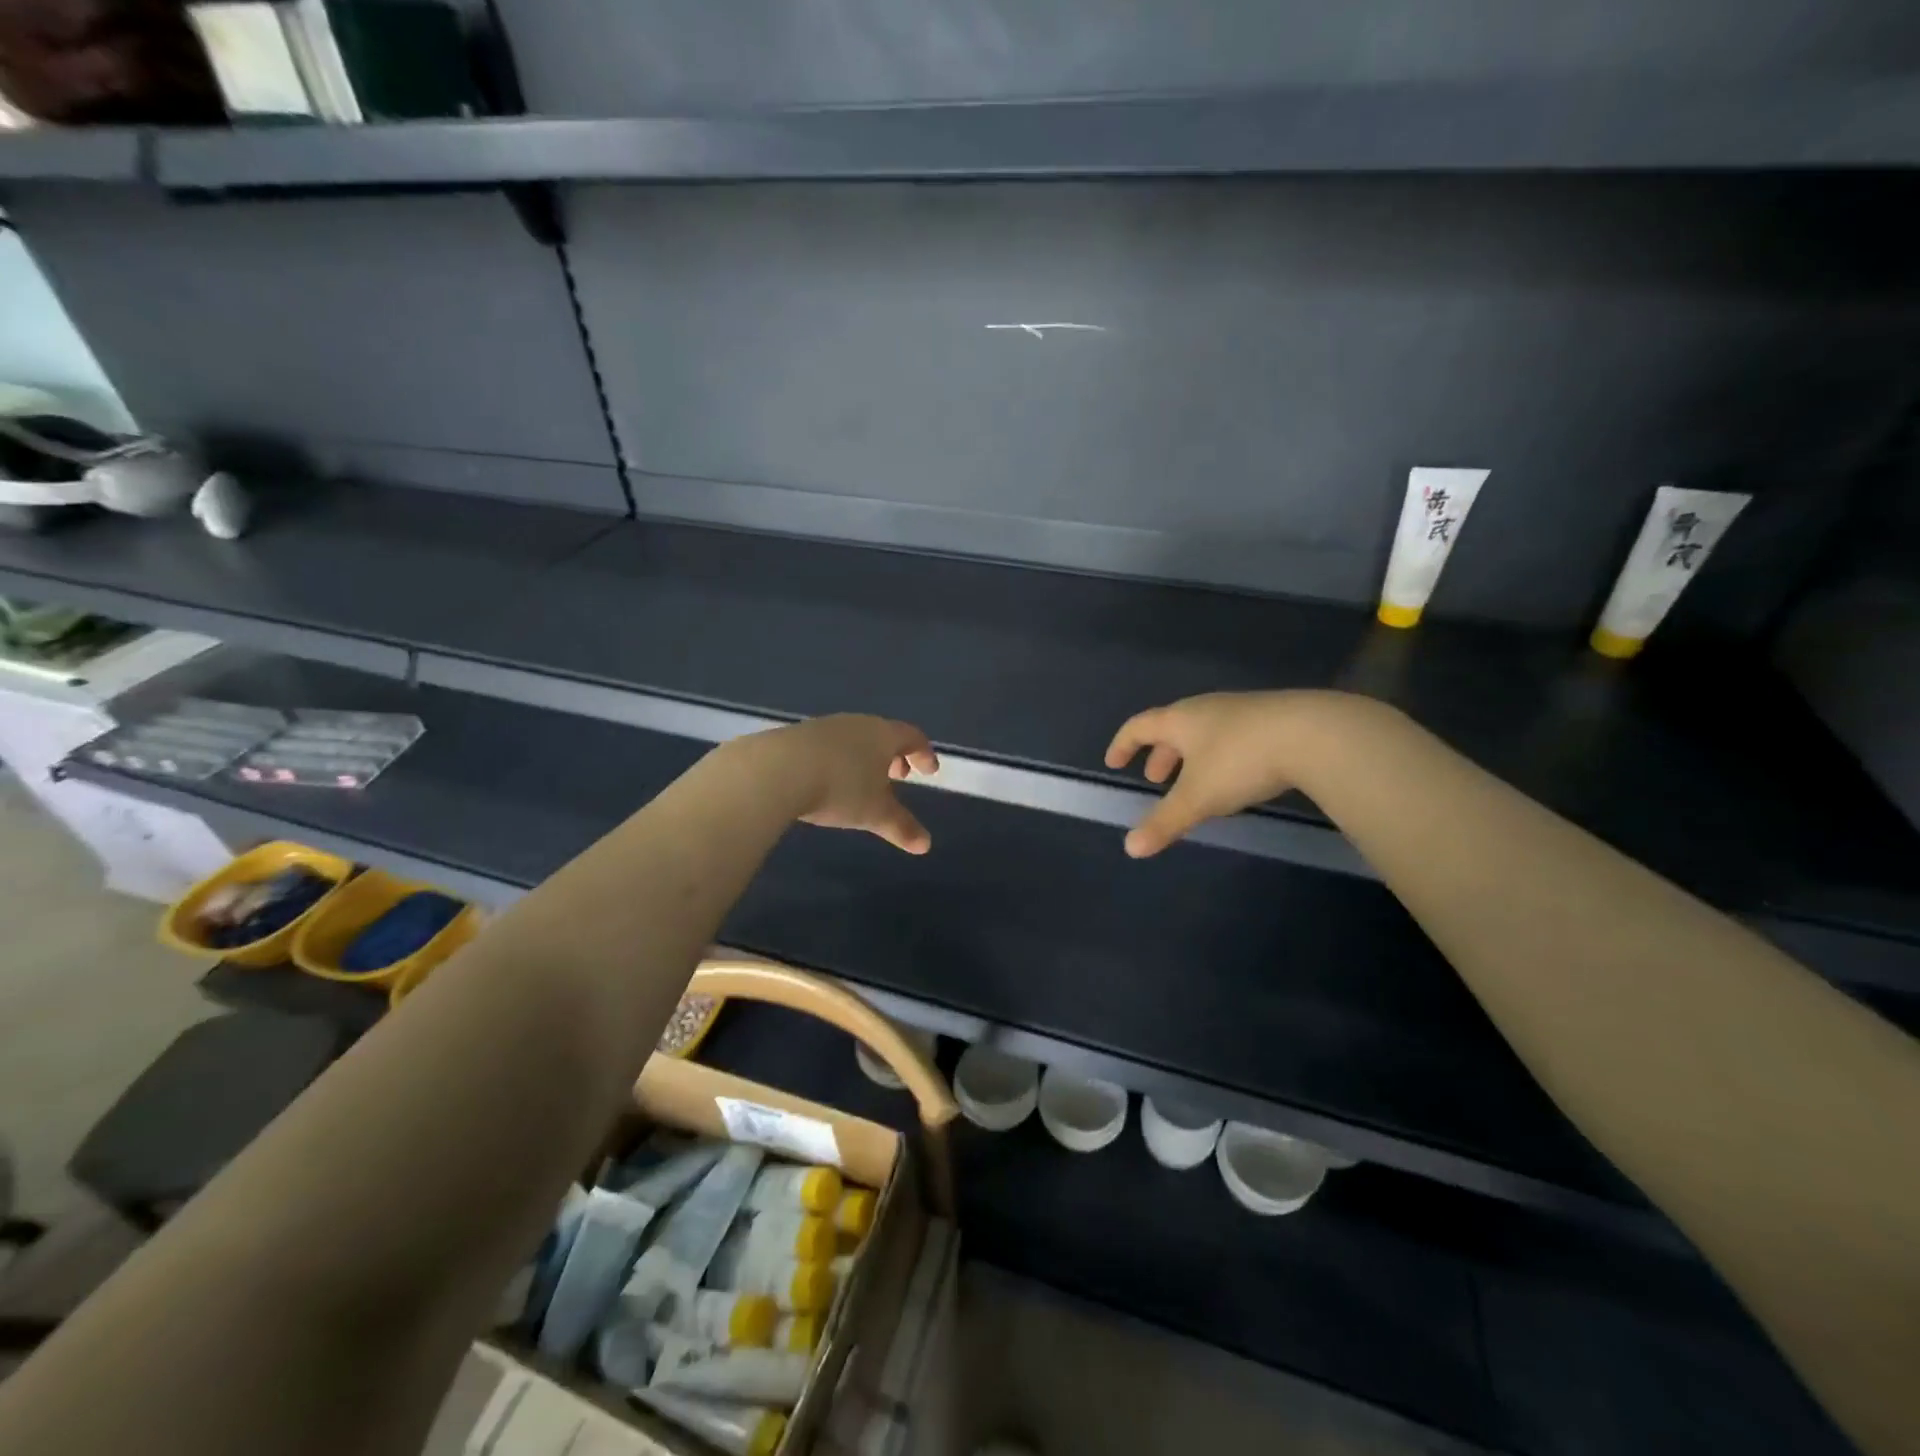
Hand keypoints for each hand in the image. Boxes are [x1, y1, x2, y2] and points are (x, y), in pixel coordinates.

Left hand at [748, 715, 939, 854]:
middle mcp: (856, 724)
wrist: (776, 770)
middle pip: (882, 734)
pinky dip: (837, 760)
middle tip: (898, 777)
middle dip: (893, 756)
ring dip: (864, 758)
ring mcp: (823, 727)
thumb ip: (902, 827)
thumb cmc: (840, 788)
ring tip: (862, 782)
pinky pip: (827, 746)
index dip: (924, 754)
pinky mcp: (795, 736)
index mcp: (883, 735)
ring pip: (853, 739)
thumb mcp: (875, 814)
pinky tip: (826, 781)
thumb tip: (926, 845)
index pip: (912, 737)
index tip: (929, 771)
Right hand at [1105, 691, 1365, 857]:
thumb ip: (1164, 822)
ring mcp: (1242, 711)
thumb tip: (1130, 848)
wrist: (1314, 734)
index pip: (1139, 726)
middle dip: (1160, 755)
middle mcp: (1206, 709)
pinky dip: (1220, 756)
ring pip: (1205, 732)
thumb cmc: (1240, 761)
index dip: (1123, 745)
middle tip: (1155, 780)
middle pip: (1173, 728)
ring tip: (1195, 783)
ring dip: (1192, 756)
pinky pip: (1233, 736)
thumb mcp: (1197, 798)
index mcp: (1180, 720)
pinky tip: (1236, 777)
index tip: (1113, 763)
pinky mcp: (1273, 720)